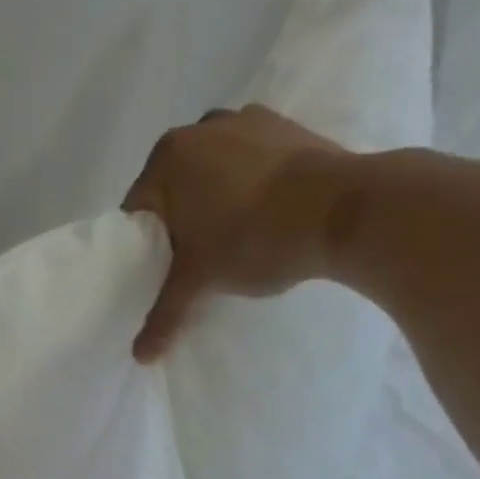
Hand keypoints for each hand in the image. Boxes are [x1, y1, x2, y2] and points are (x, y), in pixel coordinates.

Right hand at [122, 106, 352, 360]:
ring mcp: (246, 121)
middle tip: (194, 259)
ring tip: (232, 236)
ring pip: (213, 172)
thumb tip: (140, 357)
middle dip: (179, 221)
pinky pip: (250, 160)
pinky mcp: (287, 126)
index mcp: (167, 158)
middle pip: (174, 188)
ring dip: (214, 199)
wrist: (342, 211)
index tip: (162, 270)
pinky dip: (249, 183)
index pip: (137, 211)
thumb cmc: (252, 239)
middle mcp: (200, 129)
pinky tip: (264, 213)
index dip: (144, 246)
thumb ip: (164, 315)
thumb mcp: (200, 281)